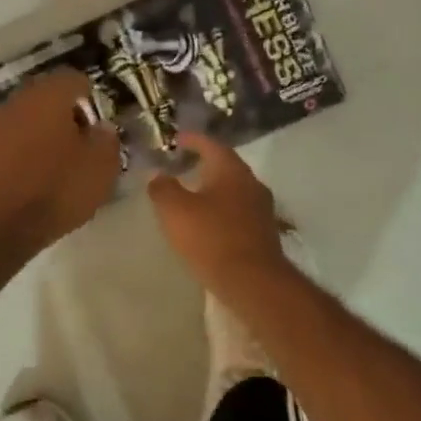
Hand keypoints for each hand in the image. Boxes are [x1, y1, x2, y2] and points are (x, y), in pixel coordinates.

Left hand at [0, 69, 121, 252]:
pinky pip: (3, 144)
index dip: (89, 98)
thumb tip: (100, 128)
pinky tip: (26, 180)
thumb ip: (106, 139)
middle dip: (62, 114)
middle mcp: (17, 102)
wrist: (0, 227)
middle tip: (77, 143)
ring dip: (37, 134)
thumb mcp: (101, 168)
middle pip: (44, 97)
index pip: (73, 79)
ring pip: (21, 120)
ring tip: (52, 164)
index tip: (96, 125)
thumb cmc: (58, 190)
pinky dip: (16, 154)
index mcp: (49, 97)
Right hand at [148, 132, 290, 299]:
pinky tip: (208, 223)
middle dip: (204, 165)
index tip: (177, 139)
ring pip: (234, 190)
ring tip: (192, 195)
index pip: (212, 145)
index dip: (193, 140)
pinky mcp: (263, 233)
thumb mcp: (175, 210)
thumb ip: (163, 188)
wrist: (253, 281)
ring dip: (214, 190)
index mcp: (231, 170)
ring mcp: (261, 209)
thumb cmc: (211, 238)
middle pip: (226, 167)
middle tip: (183, 166)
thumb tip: (157, 175)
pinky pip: (238, 212)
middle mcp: (251, 184)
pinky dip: (221, 211)